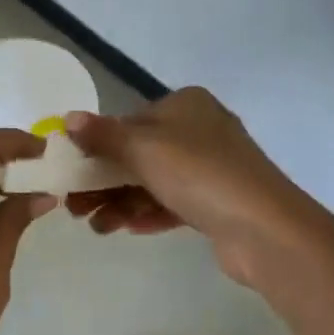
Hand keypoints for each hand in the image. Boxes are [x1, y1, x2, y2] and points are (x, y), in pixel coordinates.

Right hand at [64, 87, 319, 288]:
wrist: (265, 229)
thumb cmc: (198, 173)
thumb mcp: (143, 147)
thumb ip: (103, 134)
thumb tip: (68, 118)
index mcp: (185, 105)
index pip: (130, 120)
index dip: (98, 145)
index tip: (72, 171)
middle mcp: (200, 130)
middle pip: (139, 153)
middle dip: (104, 180)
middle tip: (74, 207)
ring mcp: (212, 169)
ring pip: (153, 181)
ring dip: (121, 202)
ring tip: (95, 226)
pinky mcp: (218, 203)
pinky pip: (172, 203)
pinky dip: (146, 214)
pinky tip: (123, 229)